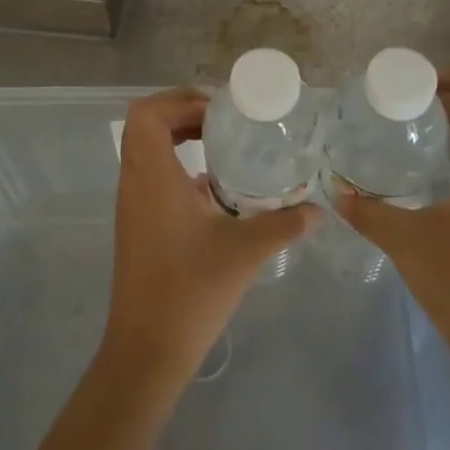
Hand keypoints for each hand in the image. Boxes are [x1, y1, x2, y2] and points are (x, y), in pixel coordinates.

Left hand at [101, 88, 314, 388]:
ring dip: (176, 137)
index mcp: (152, 177)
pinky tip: (213, 188)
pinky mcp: (136, 225)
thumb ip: (283, 224)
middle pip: (144, 125)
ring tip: (219, 143)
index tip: (219, 111)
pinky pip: (149, 175)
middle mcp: (134, 183)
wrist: (147, 349)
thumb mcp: (245, 251)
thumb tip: (317, 210)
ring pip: (144, 150)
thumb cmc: (191, 291)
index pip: (148, 113)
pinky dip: (175, 166)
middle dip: (180, 112)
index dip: (180, 100)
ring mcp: (131, 205)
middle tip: (222, 120)